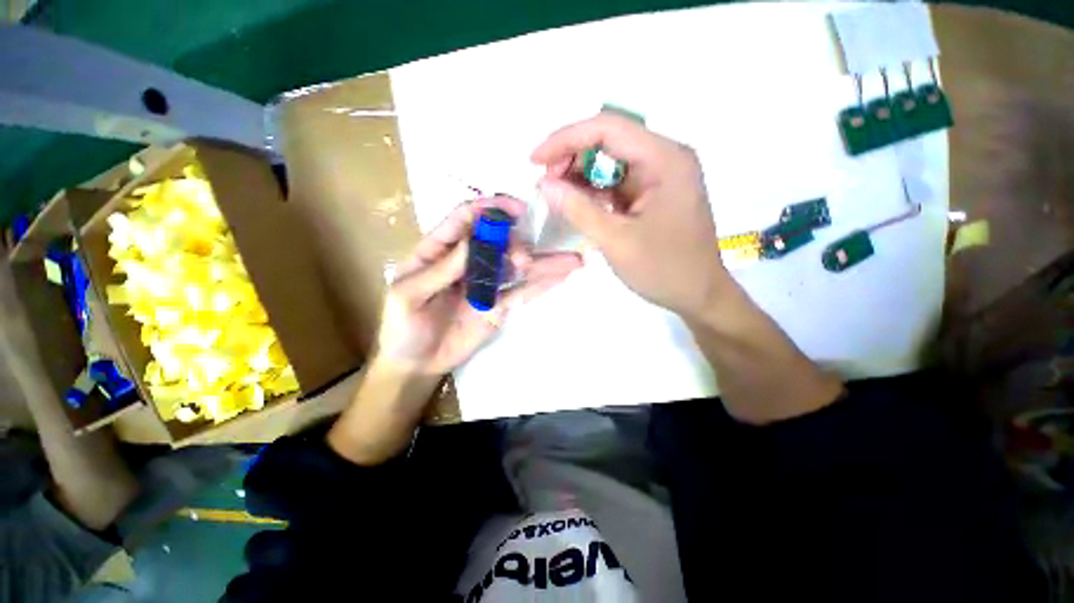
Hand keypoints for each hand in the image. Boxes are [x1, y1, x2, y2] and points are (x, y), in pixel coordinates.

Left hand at [373, 195, 581, 377]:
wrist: (416, 365)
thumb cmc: (402, 328)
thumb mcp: (408, 296)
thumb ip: (441, 270)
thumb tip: (474, 241)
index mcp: (439, 251)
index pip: (465, 219)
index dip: (489, 209)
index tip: (516, 208)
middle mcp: (467, 262)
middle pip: (496, 240)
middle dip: (515, 242)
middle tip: (523, 258)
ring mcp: (486, 284)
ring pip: (515, 266)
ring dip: (541, 262)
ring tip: (570, 261)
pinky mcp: (498, 305)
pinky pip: (522, 292)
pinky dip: (542, 285)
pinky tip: (563, 276)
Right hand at [531, 113, 725, 318]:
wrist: (698, 295)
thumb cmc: (663, 269)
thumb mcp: (616, 240)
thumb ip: (579, 209)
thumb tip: (544, 184)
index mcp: (664, 159)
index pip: (608, 129)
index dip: (566, 139)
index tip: (535, 160)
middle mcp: (664, 158)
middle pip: (609, 141)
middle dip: (572, 157)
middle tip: (546, 183)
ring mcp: (659, 177)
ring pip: (610, 162)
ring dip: (580, 175)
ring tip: (556, 195)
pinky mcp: (652, 194)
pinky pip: (617, 183)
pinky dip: (593, 191)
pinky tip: (576, 203)